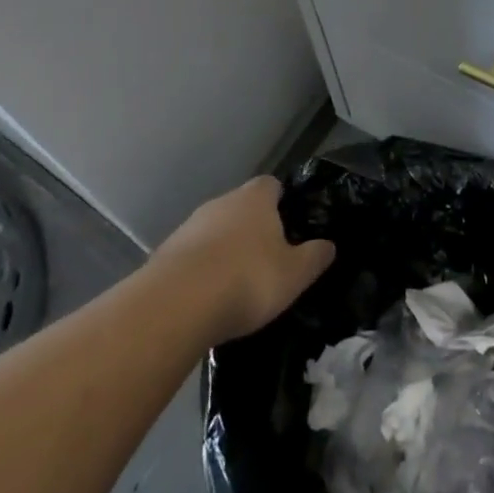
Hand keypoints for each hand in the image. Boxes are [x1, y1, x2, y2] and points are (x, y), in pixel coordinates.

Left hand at [150, 175, 334, 344]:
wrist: (174, 306)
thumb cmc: (247, 279)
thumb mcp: (294, 274)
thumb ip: (315, 257)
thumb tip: (329, 245)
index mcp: (255, 198)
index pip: (272, 185)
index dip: (282, 203)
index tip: (290, 226)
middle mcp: (221, 202)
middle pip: (242, 208)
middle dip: (253, 229)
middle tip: (267, 260)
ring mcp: (188, 226)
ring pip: (214, 232)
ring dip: (224, 251)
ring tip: (235, 285)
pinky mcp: (164, 254)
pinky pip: (191, 257)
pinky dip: (201, 271)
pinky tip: (207, 299)